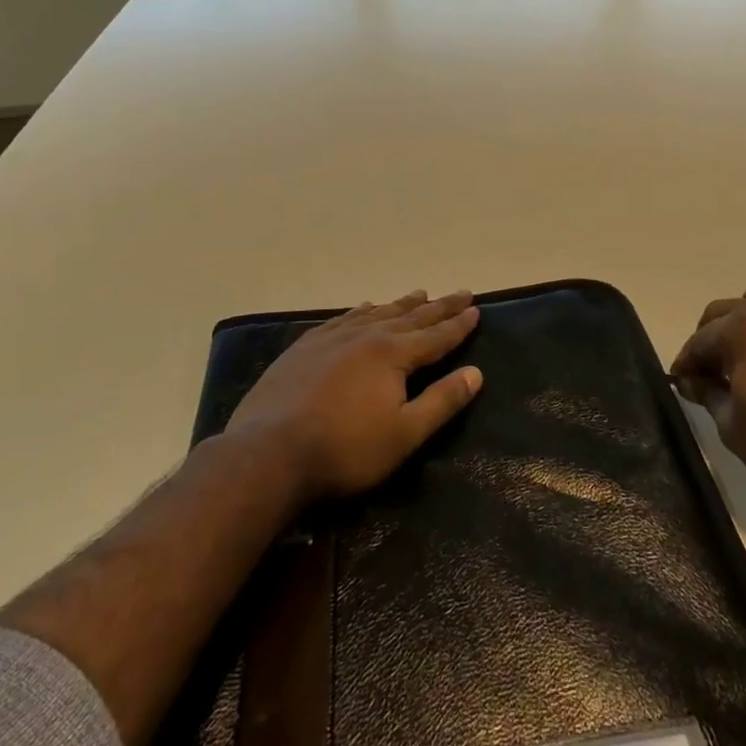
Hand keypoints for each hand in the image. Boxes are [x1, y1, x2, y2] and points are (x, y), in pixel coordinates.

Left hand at [224, 289, 482, 504]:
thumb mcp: (404, 434)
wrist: (269, 453)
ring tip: (419, 293)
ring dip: (402, 304)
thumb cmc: (345, 450)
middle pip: (410, 317)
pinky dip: (360, 311)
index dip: (459, 324)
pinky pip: (342, 319)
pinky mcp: (305, 347)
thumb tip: (475, 373)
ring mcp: (332, 338)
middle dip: (439, 306)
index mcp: (393, 354)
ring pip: (376, 313)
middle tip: (461, 292)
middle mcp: (366, 335)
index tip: (476, 308)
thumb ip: (442, 401)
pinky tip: (363, 308)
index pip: (436, 335)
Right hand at [671, 283, 745, 518]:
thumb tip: (692, 380)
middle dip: (711, 338)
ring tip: (744, 363)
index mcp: (744, 328)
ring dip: (744, 326)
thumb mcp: (733, 427)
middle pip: (728, 311)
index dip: (686, 362)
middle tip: (708, 374)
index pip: (701, 339)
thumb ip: (707, 394)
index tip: (681, 384)